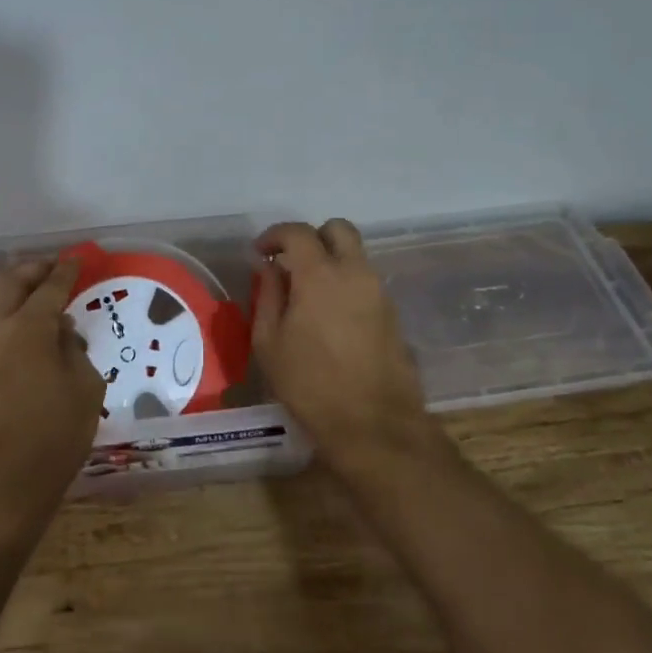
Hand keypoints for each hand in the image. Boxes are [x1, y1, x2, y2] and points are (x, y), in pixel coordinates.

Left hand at [0, 259, 103, 553]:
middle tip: (50, 265)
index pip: (49, 290)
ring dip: (4, 283)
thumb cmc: (51, 443)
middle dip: (32, 269)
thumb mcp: (84, 393)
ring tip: (21, 281)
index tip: (75, 261)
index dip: (64, 273)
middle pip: (10, 284)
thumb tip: (61, 332)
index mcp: (28, 331)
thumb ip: (74, 351)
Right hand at [254, 220, 436, 470]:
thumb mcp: (270, 342)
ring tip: (307, 294)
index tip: (260, 253)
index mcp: (321, 274)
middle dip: (312, 238)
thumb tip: (269, 269)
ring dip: (331, 261)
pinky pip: (365, 281)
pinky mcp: (392, 313)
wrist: (373, 423)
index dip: (274, 236)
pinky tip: (329, 316)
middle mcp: (355, 272)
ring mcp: (379, 292)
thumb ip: (267, 296)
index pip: (298, 232)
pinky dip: (346, 283)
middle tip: (291, 263)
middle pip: (338, 229)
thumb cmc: (310, 384)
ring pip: (355, 255)